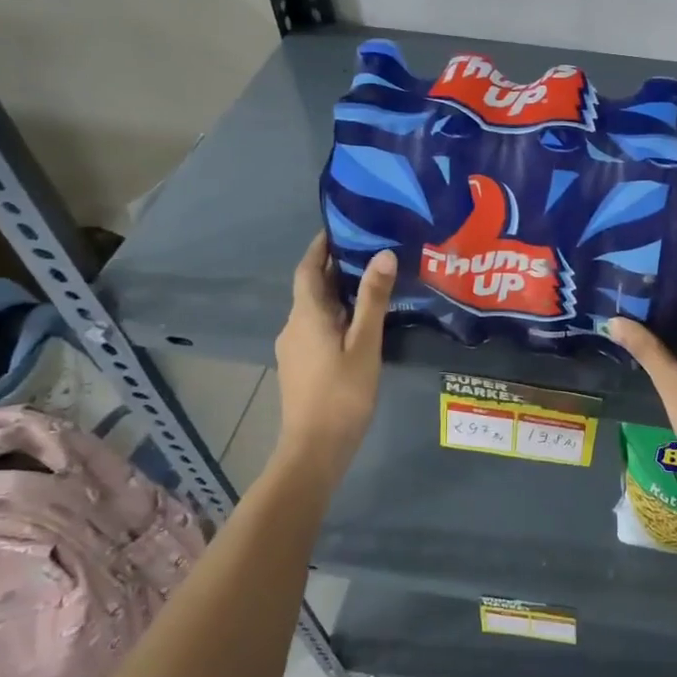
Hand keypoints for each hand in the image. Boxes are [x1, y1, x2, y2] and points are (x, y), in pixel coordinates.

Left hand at [273, 234, 395, 468]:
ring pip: (316, 310)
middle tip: (371, 252)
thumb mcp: (365, 344)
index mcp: (306, 315)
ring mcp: (294, 348)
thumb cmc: (342, 393)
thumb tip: (383, 254)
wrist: (314, 448)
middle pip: (312, 288)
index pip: (308, 268)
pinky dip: (337, 316)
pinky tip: (360, 324)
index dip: (321, 246)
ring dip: (339, 294)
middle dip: (337, 268)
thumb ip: (374, 300)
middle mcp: (293, 325)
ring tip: (373, 285)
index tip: (342, 228)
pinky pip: (317, 328)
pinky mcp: (300, 367)